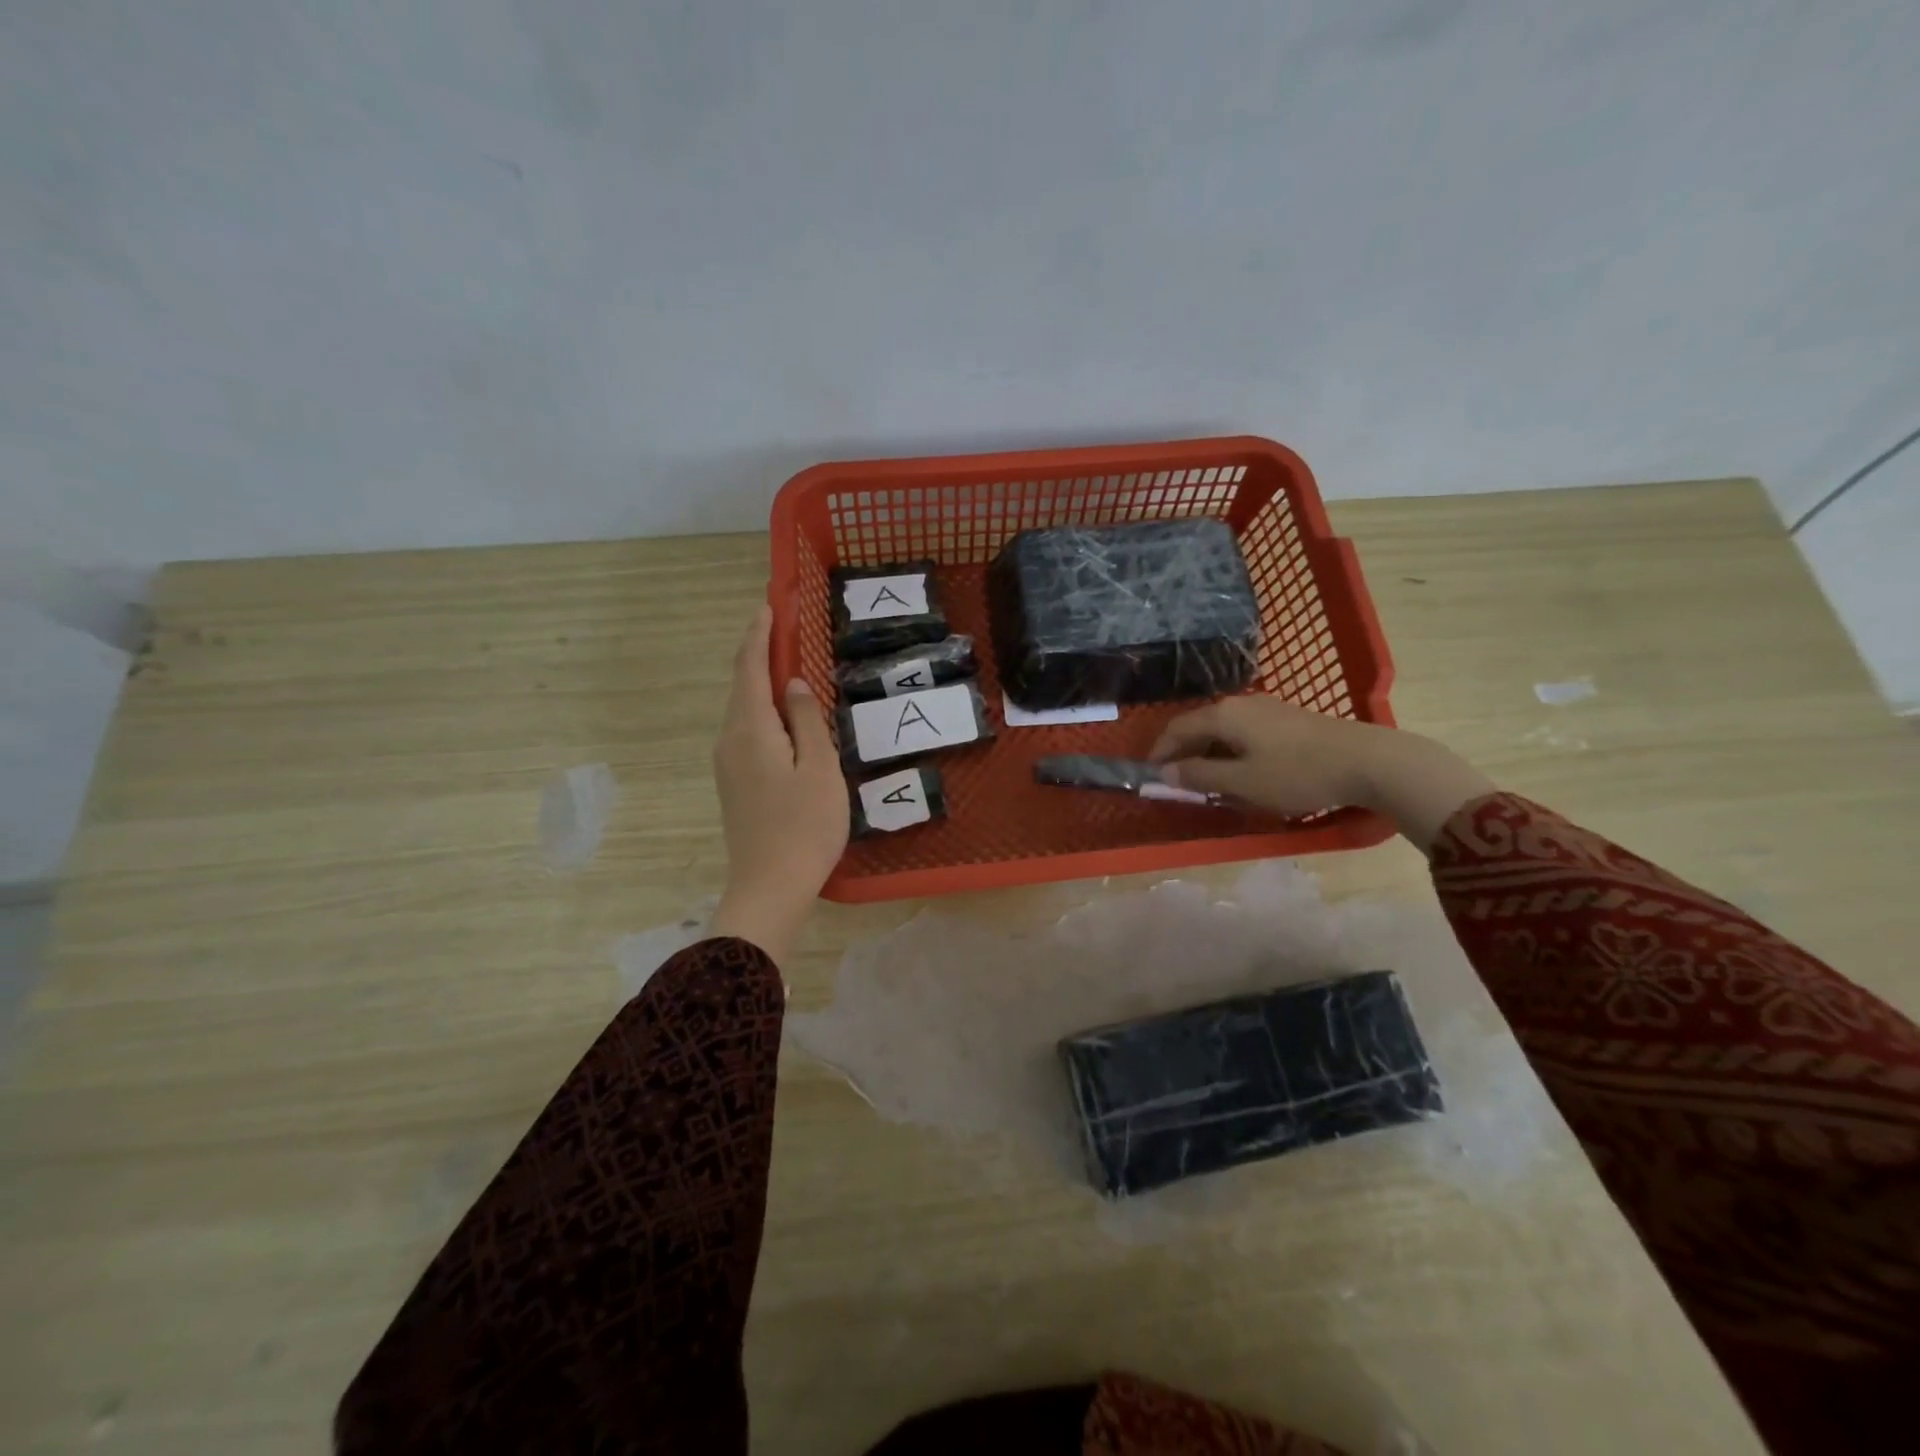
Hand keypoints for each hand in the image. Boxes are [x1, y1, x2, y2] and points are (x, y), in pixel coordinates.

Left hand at [709, 606, 848, 962]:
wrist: (769, 887)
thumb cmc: (804, 826)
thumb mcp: (819, 769)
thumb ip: (806, 720)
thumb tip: (791, 684)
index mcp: (750, 730)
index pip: (750, 668)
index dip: (758, 634)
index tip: (768, 604)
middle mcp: (730, 740)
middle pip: (742, 686)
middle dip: (759, 654)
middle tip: (783, 628)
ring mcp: (727, 764)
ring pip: (744, 711)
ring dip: (761, 684)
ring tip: (788, 665)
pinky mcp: (734, 784)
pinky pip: (747, 732)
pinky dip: (763, 712)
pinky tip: (784, 718)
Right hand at [1150, 696, 1493, 850]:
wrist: (1368, 761)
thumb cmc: (1296, 773)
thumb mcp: (1242, 782)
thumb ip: (1199, 776)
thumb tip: (1165, 773)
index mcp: (1222, 714)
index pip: (1176, 729)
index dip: (1159, 753)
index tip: (1150, 777)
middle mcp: (1240, 704)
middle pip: (1198, 727)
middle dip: (1184, 755)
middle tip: (1179, 785)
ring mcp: (1266, 709)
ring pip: (1223, 731)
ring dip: (1209, 755)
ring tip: (1209, 784)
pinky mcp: (1287, 719)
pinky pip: (1244, 734)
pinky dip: (1232, 752)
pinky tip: (1243, 773)